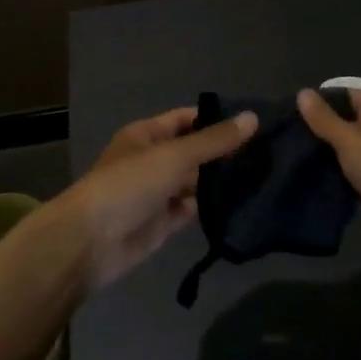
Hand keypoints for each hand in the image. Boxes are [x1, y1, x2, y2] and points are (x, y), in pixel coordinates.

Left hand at [51, 106, 257, 290]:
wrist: (91, 242)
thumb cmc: (129, 184)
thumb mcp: (174, 155)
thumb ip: (214, 140)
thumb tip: (253, 117)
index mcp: (146, 135)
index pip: (187, 119)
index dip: (217, 119)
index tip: (255, 123)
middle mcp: (152, 160)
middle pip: (193, 152)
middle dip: (224, 152)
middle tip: (270, 152)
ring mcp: (157, 193)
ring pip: (195, 182)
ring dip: (221, 181)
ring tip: (265, 176)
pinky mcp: (163, 223)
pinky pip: (192, 209)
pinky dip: (212, 208)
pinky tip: (243, 204)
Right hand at [297, 88, 360, 267]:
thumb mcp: (350, 139)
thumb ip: (324, 119)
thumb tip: (302, 93)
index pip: (344, 95)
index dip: (317, 105)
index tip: (288, 118)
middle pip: (347, 123)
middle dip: (320, 134)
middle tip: (286, 142)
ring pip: (350, 152)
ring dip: (329, 159)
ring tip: (294, 162)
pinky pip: (357, 175)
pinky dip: (341, 178)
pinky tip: (315, 183)